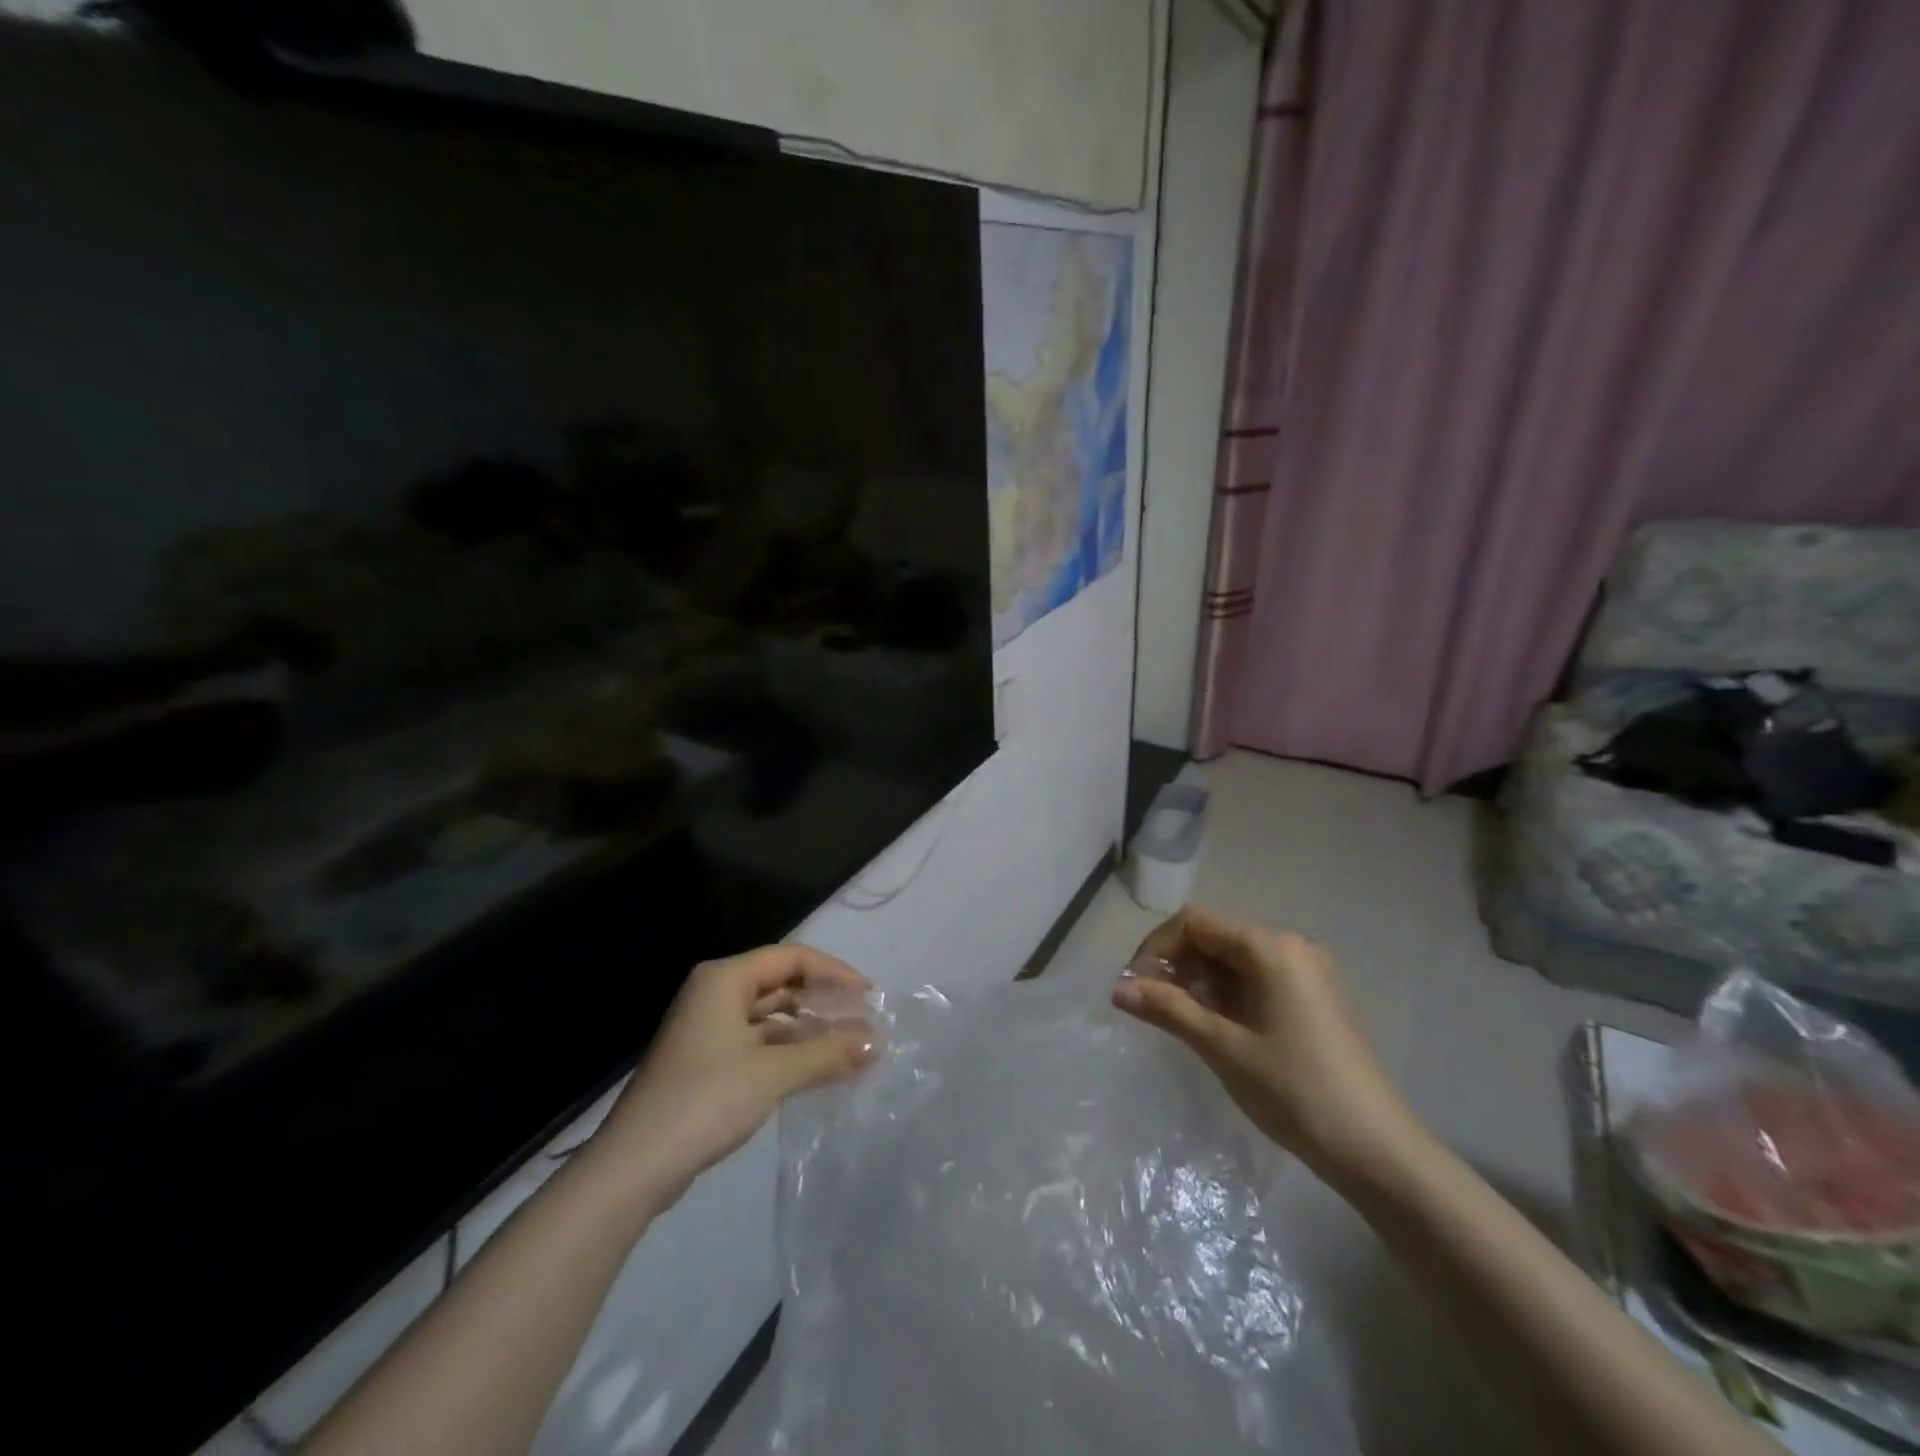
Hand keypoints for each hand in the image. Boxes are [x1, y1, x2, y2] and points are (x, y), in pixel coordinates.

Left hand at [589, 944, 871, 1213]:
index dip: (833, 972)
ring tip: (847, 1047)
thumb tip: (875, 1042)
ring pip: (769, 1015)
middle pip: (780, 983)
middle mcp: (714, 993)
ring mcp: (707, 1028)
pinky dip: (787, 1050)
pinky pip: (757, 1041)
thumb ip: (827, 1053)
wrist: (634, 1166)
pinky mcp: (705, 1061)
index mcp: (725, 979)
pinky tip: (815, 1069)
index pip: (791, 958)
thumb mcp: (774, 1073)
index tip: (868, 995)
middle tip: (862, 1021)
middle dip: (822, 1001)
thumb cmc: (706, 1101)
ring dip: (807, 1028)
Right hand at [1113, 907, 1421, 1187]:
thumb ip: (1169, 1010)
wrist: (1379, 1152)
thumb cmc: (1296, 1091)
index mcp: (1271, 948)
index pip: (1195, 922)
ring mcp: (1308, 972)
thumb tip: (1117, 989)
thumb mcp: (1223, 1048)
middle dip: (1177, 967)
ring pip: (1235, 960)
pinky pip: (1258, 979)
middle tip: (1154, 1010)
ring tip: (1184, 1025)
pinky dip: (1228, 995)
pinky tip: (1219, 1030)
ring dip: (1200, 983)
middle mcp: (1292, 947)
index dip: (1157, 948)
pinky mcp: (1316, 998)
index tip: (1135, 987)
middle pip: (1215, 937)